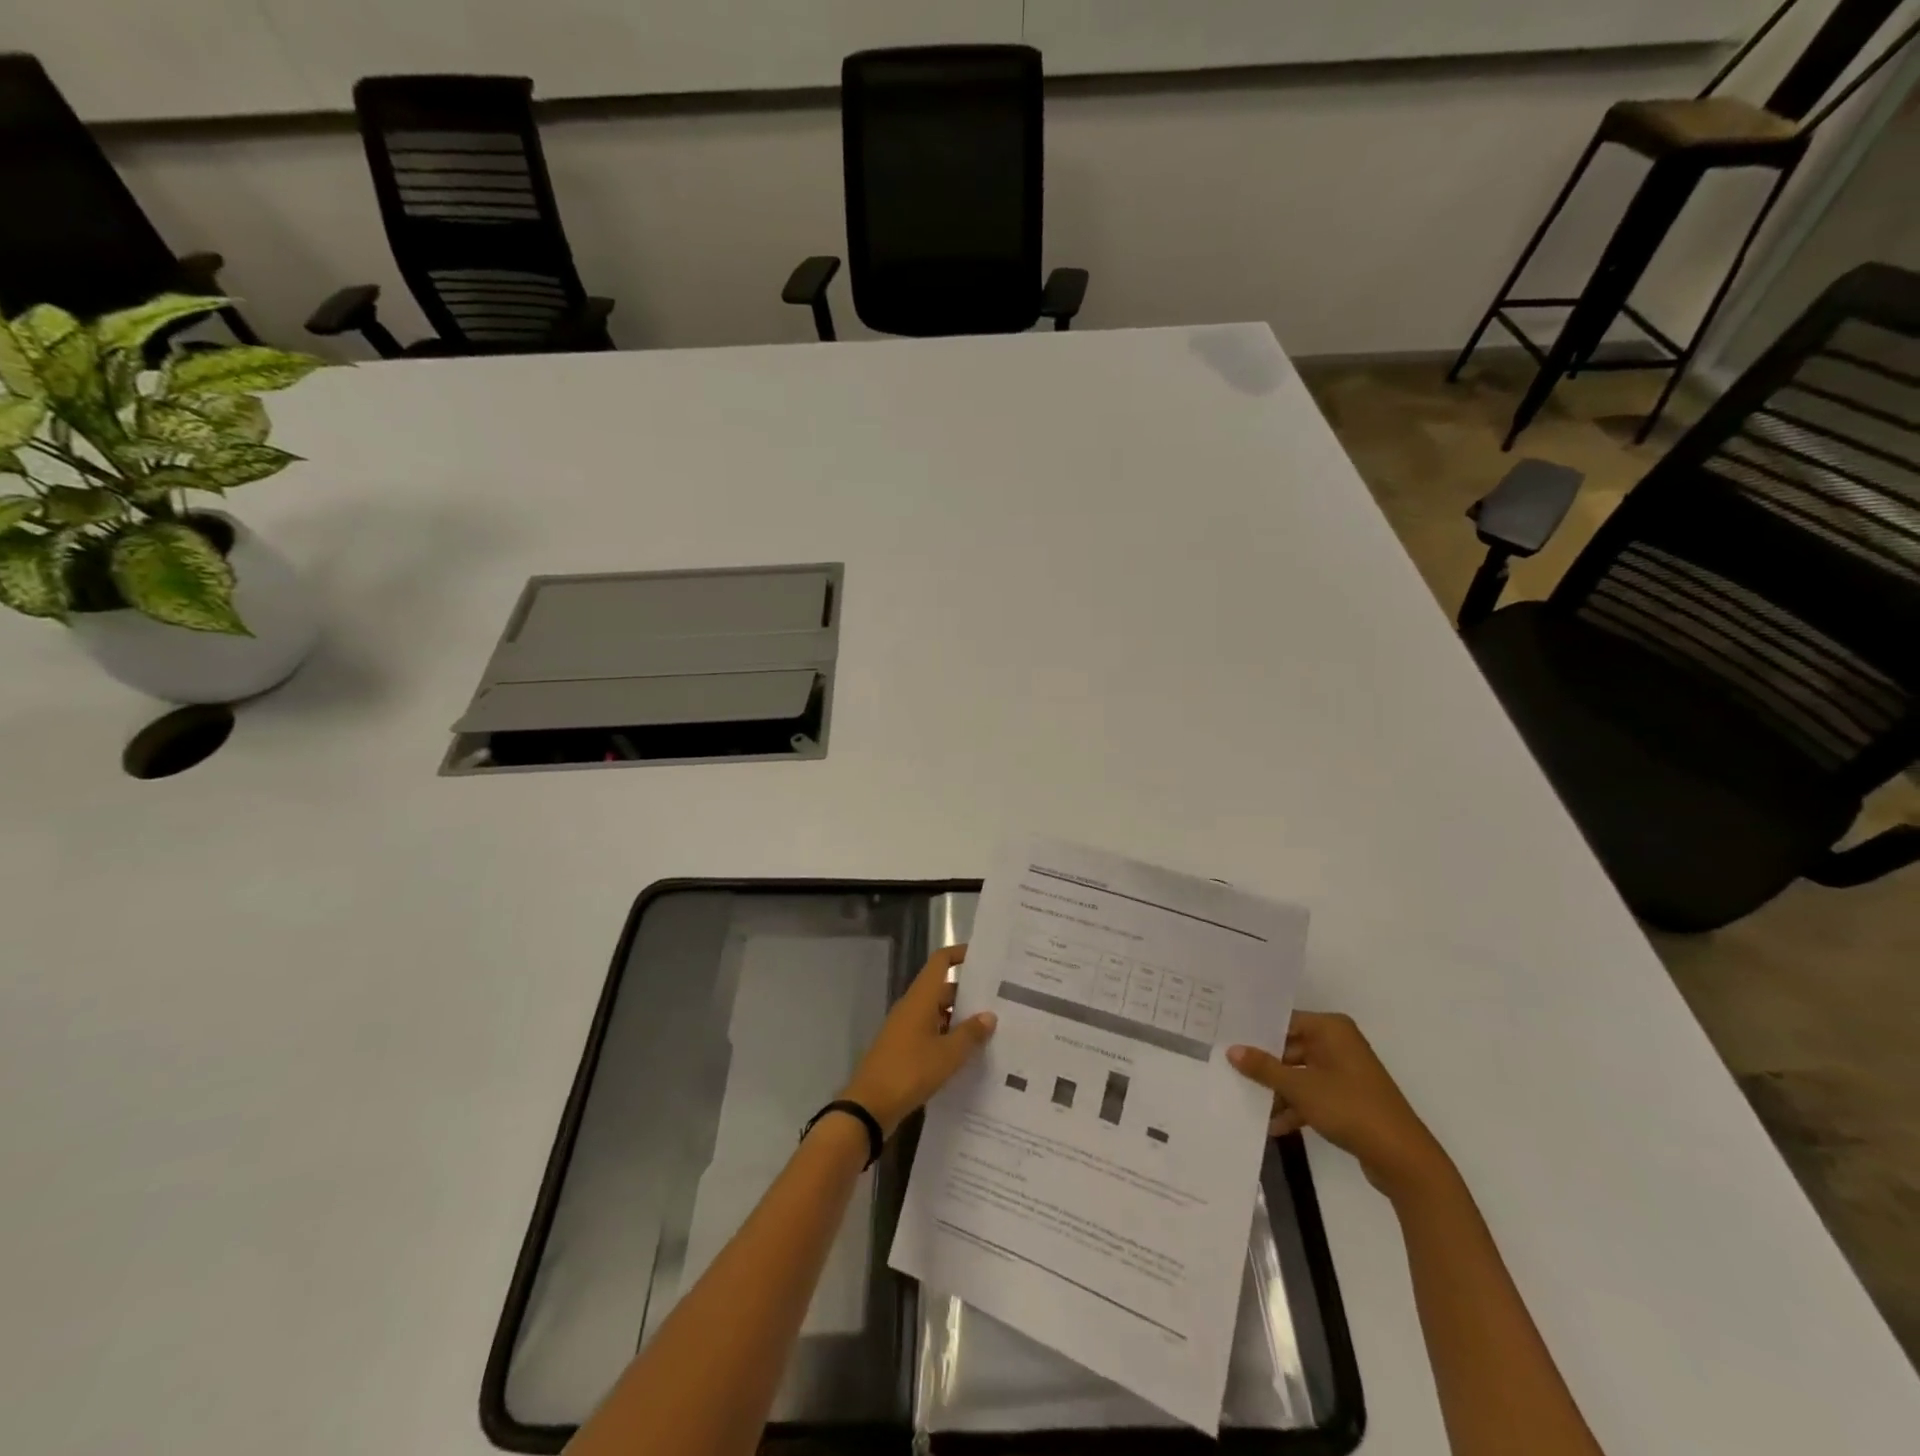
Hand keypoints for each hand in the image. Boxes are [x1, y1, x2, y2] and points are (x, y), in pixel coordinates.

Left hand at [840, 945, 996, 1137]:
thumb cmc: (909, 1071)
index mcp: (920, 998)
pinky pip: (931, 1032)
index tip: (985, 958)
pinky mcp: (903, 1048)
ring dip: (960, 1018)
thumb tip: (989, 1015)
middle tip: (1000, 1000)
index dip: (961, 954)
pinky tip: (968, 1054)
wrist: (869, 1106)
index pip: (941, 962)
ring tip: (991, 1029)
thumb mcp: (947, 1055)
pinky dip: (948, 1037)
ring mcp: (906, 1028)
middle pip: (942, 988)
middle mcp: (912, 1007)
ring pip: (938, 1012)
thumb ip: (970, 1034)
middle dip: (969, 993)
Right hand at [1229, 1012, 1451, 1201]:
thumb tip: (1232, 1050)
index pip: (1284, 1021)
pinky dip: (1295, 1107)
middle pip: (1290, 1048)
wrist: (1404, 1159)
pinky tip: (1273, 1126)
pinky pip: (1312, 1094)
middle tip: (1228, 1069)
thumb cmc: (1350, 1108)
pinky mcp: (1348, 1099)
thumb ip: (1264, 1068)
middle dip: (1264, 1065)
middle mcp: (1338, 1044)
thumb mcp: (1301, 1088)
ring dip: (1278, 1091)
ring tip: (1246, 1101)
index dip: (1256, 1032)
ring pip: (1299, 1074)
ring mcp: (1344, 1073)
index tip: (1226, 1038)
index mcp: (1331, 1030)